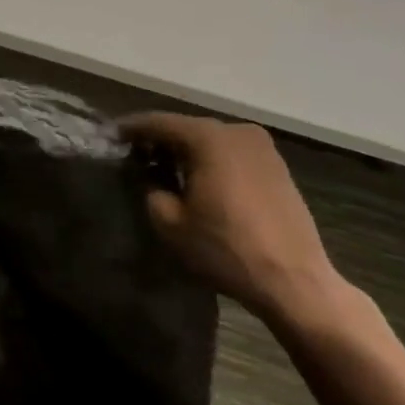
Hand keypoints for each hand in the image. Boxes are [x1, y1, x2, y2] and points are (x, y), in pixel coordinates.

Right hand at [119, 113, 341, 322]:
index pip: (159, 123)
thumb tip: (152, 178)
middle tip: (135, 154)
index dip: (131, 129)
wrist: (294, 281)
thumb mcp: (170, 223)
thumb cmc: (226, 248)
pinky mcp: (277, 167)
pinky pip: (232, 154)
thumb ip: (151, 190)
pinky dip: (211, 161)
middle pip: (187, 128)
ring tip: (165, 169)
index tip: (110, 135)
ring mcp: (262, 148)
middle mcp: (237, 131)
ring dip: (187, 151)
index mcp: (209, 137)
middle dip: (160, 140)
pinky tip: (199, 180)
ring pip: (211, 141)